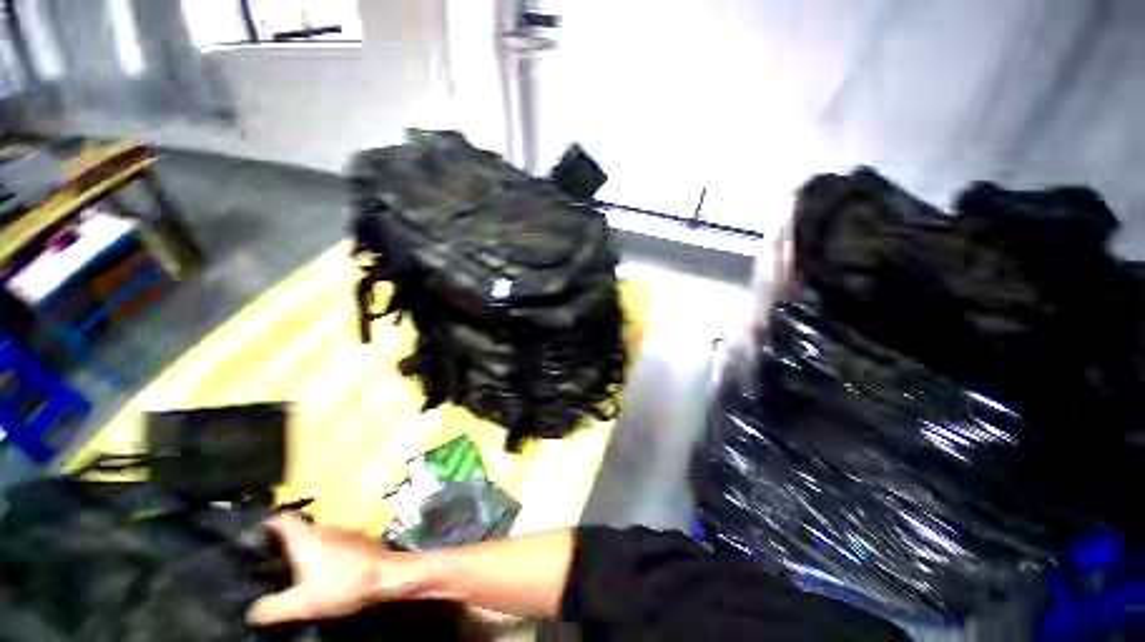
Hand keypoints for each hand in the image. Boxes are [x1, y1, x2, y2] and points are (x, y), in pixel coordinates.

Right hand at [246, 514, 424, 624]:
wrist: (386, 574)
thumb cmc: (343, 584)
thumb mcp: (303, 603)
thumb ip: (274, 608)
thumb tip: (250, 612)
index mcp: (306, 538)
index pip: (282, 520)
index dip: (267, 523)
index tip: (253, 533)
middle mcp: (323, 529)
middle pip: (298, 527)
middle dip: (282, 538)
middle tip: (265, 555)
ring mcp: (342, 532)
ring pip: (315, 534)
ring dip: (301, 545)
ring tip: (287, 563)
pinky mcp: (355, 539)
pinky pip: (330, 541)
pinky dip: (319, 550)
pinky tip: (317, 566)